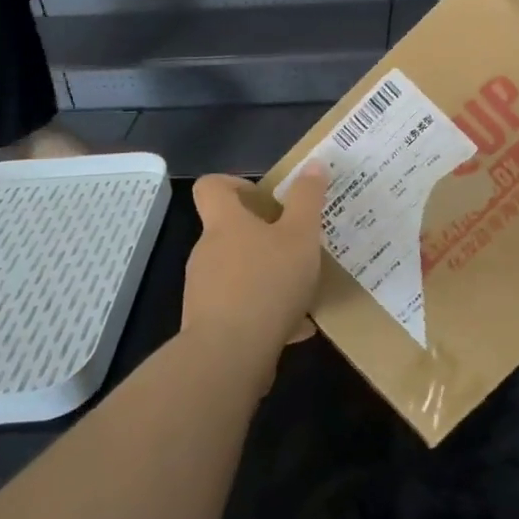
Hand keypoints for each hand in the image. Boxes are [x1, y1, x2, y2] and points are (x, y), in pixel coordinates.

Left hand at [181, 167, 327, 373]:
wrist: (228, 355)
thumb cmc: (267, 283)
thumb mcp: (301, 236)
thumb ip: (307, 199)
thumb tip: (314, 164)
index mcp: (225, 223)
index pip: (212, 186)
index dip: (235, 183)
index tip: (264, 197)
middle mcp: (207, 251)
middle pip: (229, 231)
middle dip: (263, 236)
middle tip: (298, 245)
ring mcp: (204, 289)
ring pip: (238, 272)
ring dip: (266, 276)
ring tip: (302, 291)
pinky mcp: (208, 324)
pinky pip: (240, 308)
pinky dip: (264, 311)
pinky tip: (295, 328)